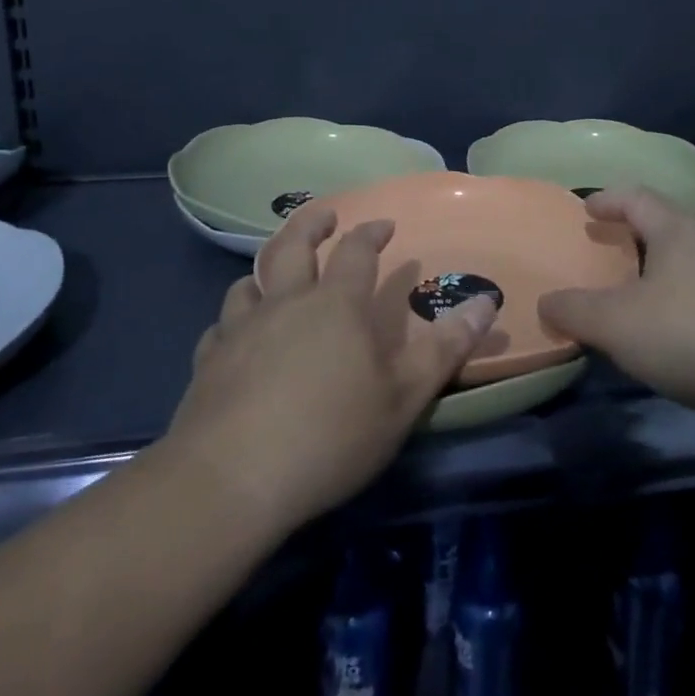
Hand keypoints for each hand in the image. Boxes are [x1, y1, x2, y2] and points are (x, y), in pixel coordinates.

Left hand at [163, 209, 496, 535]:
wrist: (231, 479)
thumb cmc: (330, 436)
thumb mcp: (403, 397)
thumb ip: (445, 348)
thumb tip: (487, 301)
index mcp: (335, 304)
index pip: (357, 251)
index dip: (372, 232)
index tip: (385, 224)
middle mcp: (285, 302)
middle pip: (293, 244)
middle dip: (312, 224)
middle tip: (326, 216)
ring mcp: (241, 329)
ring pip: (248, 282)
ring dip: (265, 271)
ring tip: (275, 276)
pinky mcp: (207, 362)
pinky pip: (220, 327)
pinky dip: (232, 322)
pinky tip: (234, 337)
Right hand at [539, 187, 694, 431]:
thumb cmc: (692, 334)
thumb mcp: (616, 324)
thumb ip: (574, 310)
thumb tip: (546, 302)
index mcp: (678, 231)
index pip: (637, 197)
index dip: (609, 199)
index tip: (587, 209)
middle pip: (668, 223)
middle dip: (637, 232)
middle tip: (611, 248)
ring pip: (694, 256)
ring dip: (665, 265)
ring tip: (643, 289)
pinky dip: (688, 294)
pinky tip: (680, 326)